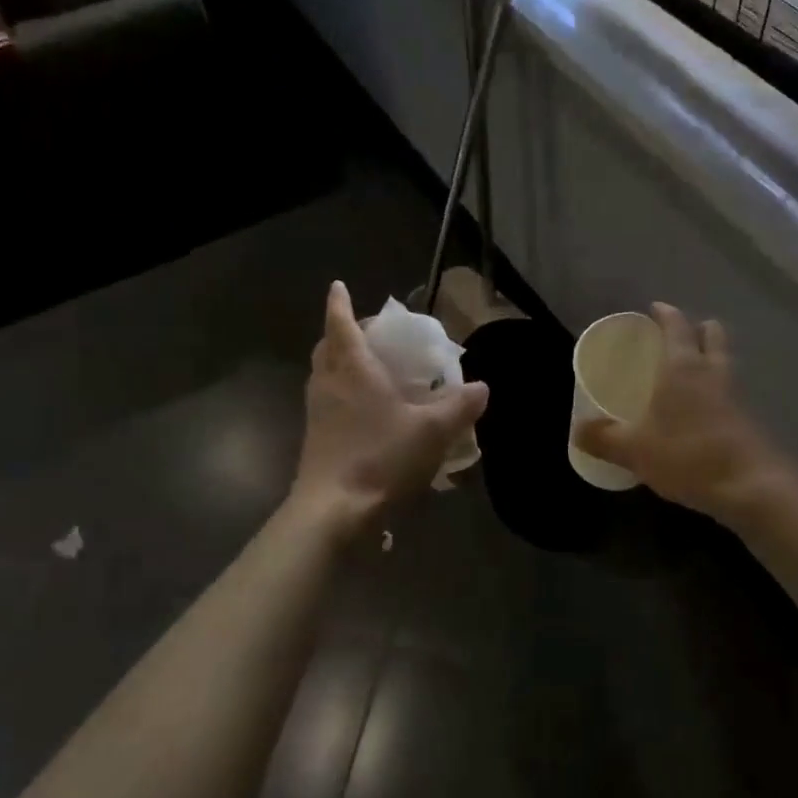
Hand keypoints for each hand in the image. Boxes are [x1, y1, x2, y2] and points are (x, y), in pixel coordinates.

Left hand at [291, 281, 488, 530]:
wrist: (333, 510)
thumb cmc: (381, 457)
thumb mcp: (432, 431)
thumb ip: (459, 406)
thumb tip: (481, 387)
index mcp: (353, 369)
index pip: (341, 324)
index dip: (340, 304)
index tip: (338, 287)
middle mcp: (329, 384)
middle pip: (328, 348)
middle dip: (343, 333)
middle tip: (368, 333)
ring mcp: (318, 412)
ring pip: (325, 375)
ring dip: (340, 363)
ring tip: (370, 368)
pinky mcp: (316, 438)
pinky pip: (327, 401)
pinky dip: (342, 393)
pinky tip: (366, 411)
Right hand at [574, 303, 792, 526]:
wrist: (751, 488)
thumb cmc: (687, 456)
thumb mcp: (634, 450)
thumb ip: (604, 438)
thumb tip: (578, 431)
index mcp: (683, 367)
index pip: (676, 325)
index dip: (665, 313)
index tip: (655, 308)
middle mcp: (713, 372)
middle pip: (712, 335)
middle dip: (697, 329)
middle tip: (677, 337)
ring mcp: (737, 396)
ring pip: (724, 363)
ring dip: (710, 359)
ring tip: (687, 375)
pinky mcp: (750, 421)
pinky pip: (731, 393)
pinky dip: (717, 393)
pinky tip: (701, 413)